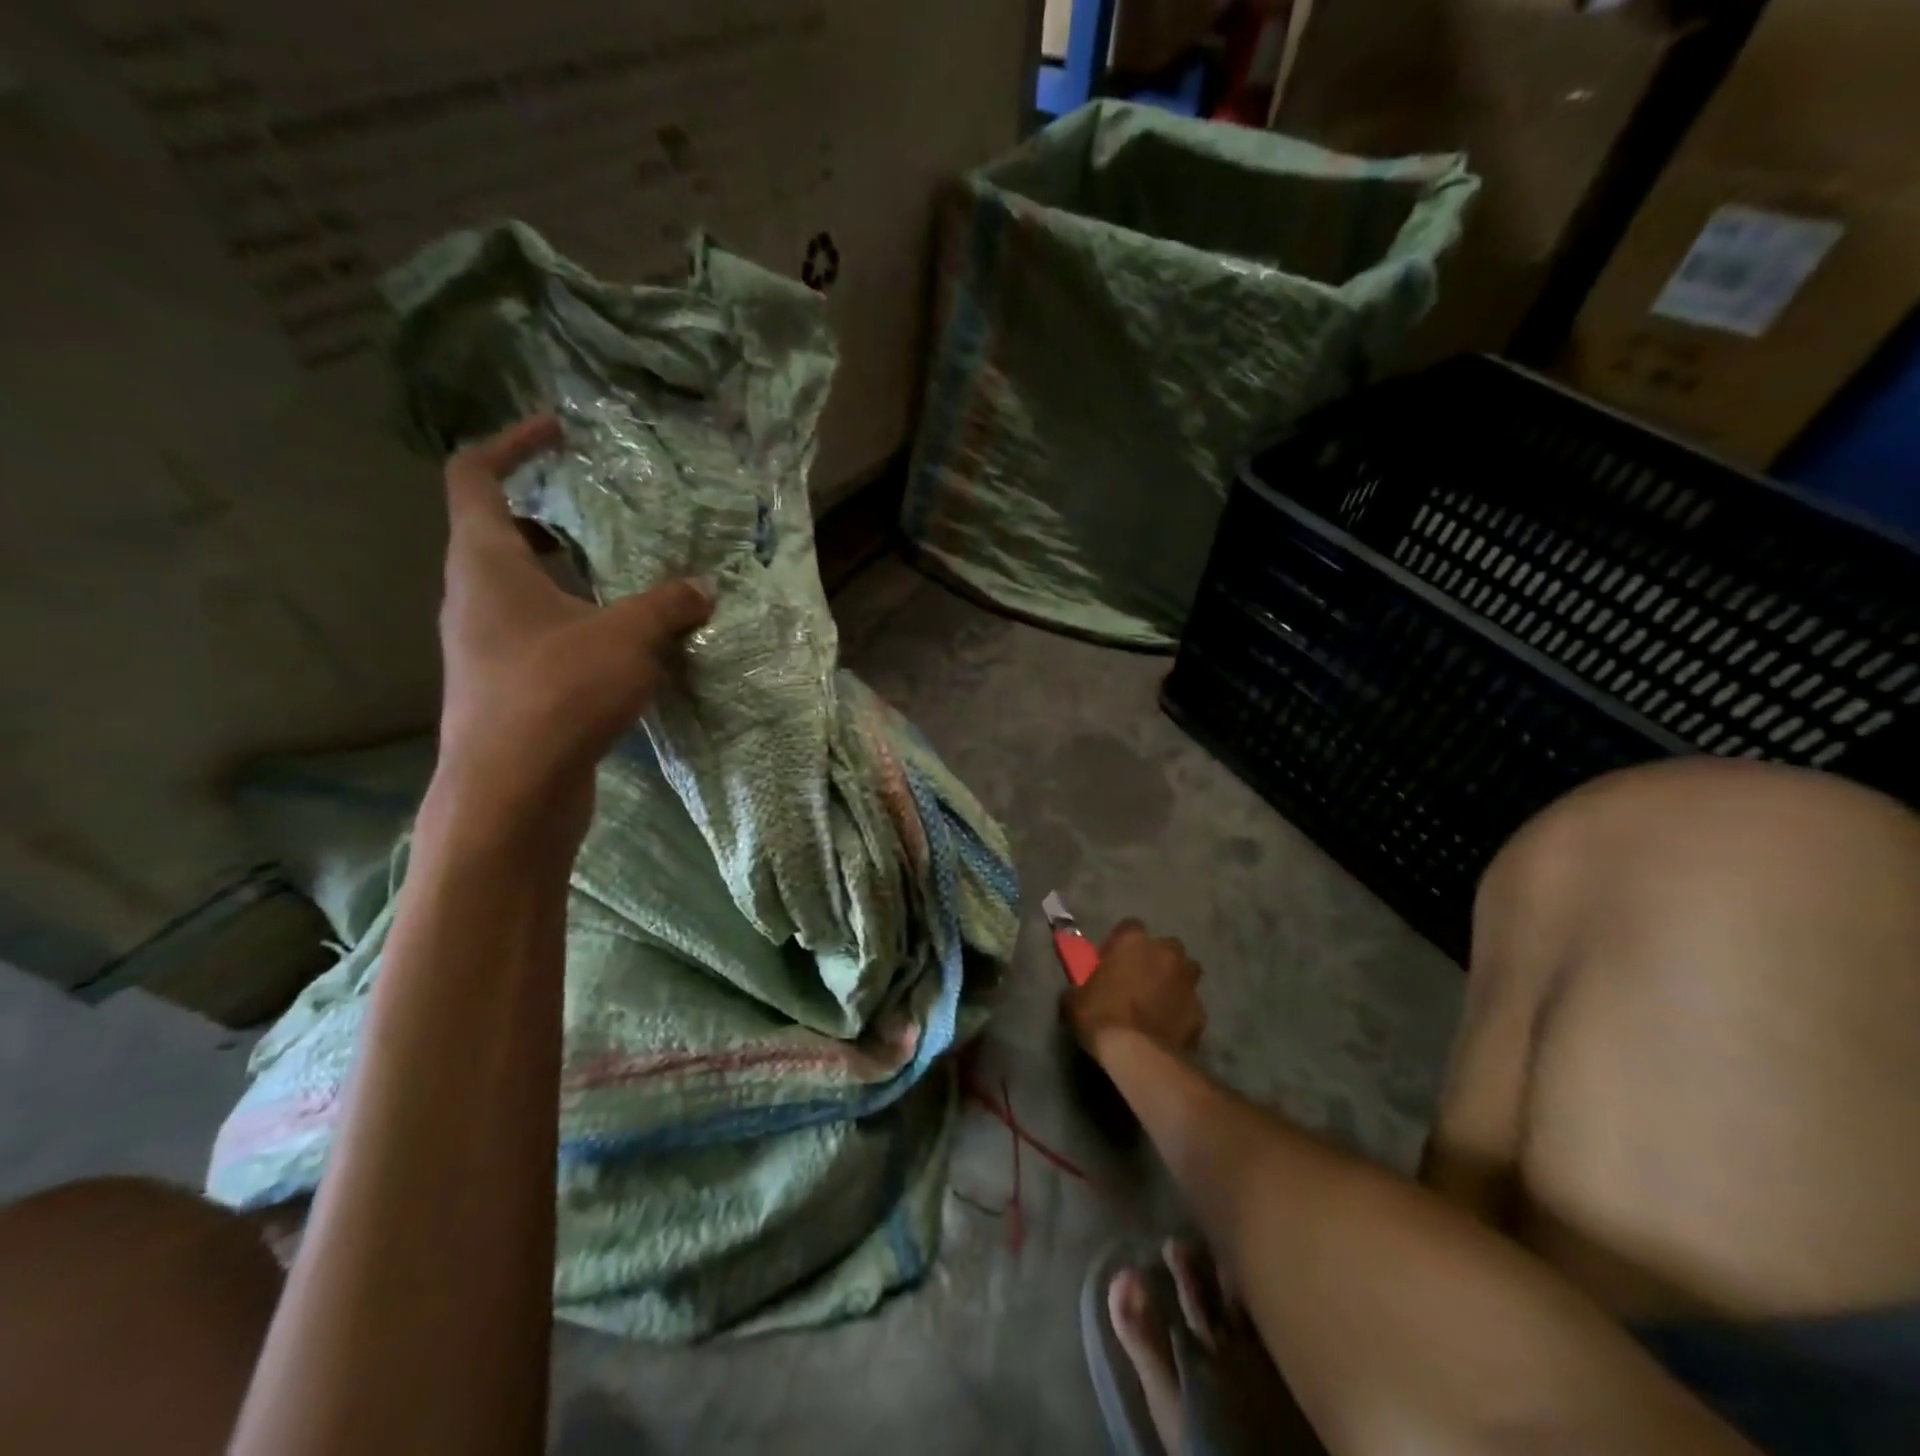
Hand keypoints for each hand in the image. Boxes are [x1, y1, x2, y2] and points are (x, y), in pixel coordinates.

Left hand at [433, 415, 712, 826]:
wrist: (512, 793)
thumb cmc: (558, 692)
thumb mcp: (629, 637)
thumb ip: (670, 605)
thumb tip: (703, 587)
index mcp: (486, 563)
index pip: (475, 476)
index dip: (513, 444)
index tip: (559, 433)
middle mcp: (474, 599)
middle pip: (500, 535)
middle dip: (552, 521)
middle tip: (604, 521)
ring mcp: (486, 648)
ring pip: (524, 593)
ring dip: (570, 580)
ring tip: (627, 585)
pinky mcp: (507, 688)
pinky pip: (541, 637)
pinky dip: (577, 627)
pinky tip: (625, 650)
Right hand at [1063, 920, 1204, 1059]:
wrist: (1138, 1055)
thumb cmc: (1101, 1017)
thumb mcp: (1075, 1000)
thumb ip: (1080, 987)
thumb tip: (1078, 992)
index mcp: (1134, 941)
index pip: (1129, 927)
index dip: (1119, 944)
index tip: (1109, 962)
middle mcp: (1166, 953)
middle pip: (1165, 947)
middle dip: (1155, 959)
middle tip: (1138, 980)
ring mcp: (1187, 982)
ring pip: (1186, 972)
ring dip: (1174, 982)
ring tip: (1158, 1002)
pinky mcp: (1200, 1012)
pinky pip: (1189, 1006)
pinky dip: (1181, 1013)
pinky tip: (1167, 1028)